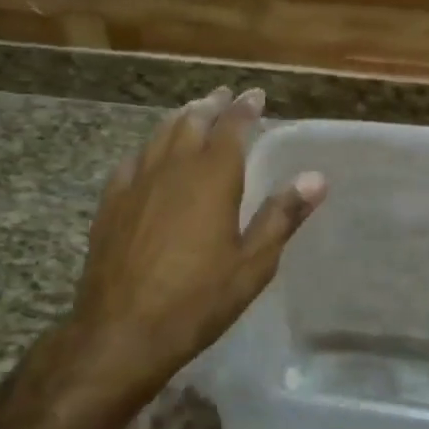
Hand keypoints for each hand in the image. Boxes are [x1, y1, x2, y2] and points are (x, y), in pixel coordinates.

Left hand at [69, 87, 326, 390]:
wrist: (119, 333)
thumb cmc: (196, 300)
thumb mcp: (252, 264)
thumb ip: (282, 216)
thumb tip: (317, 177)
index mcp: (213, 176)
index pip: (232, 126)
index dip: (245, 107)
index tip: (256, 95)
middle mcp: (174, 167)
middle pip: (193, 121)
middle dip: (212, 105)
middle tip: (224, 95)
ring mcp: (138, 182)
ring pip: (161, 134)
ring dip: (181, 118)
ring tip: (192, 111)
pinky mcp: (111, 202)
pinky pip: (133, 160)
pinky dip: (149, 147)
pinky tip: (150, 154)